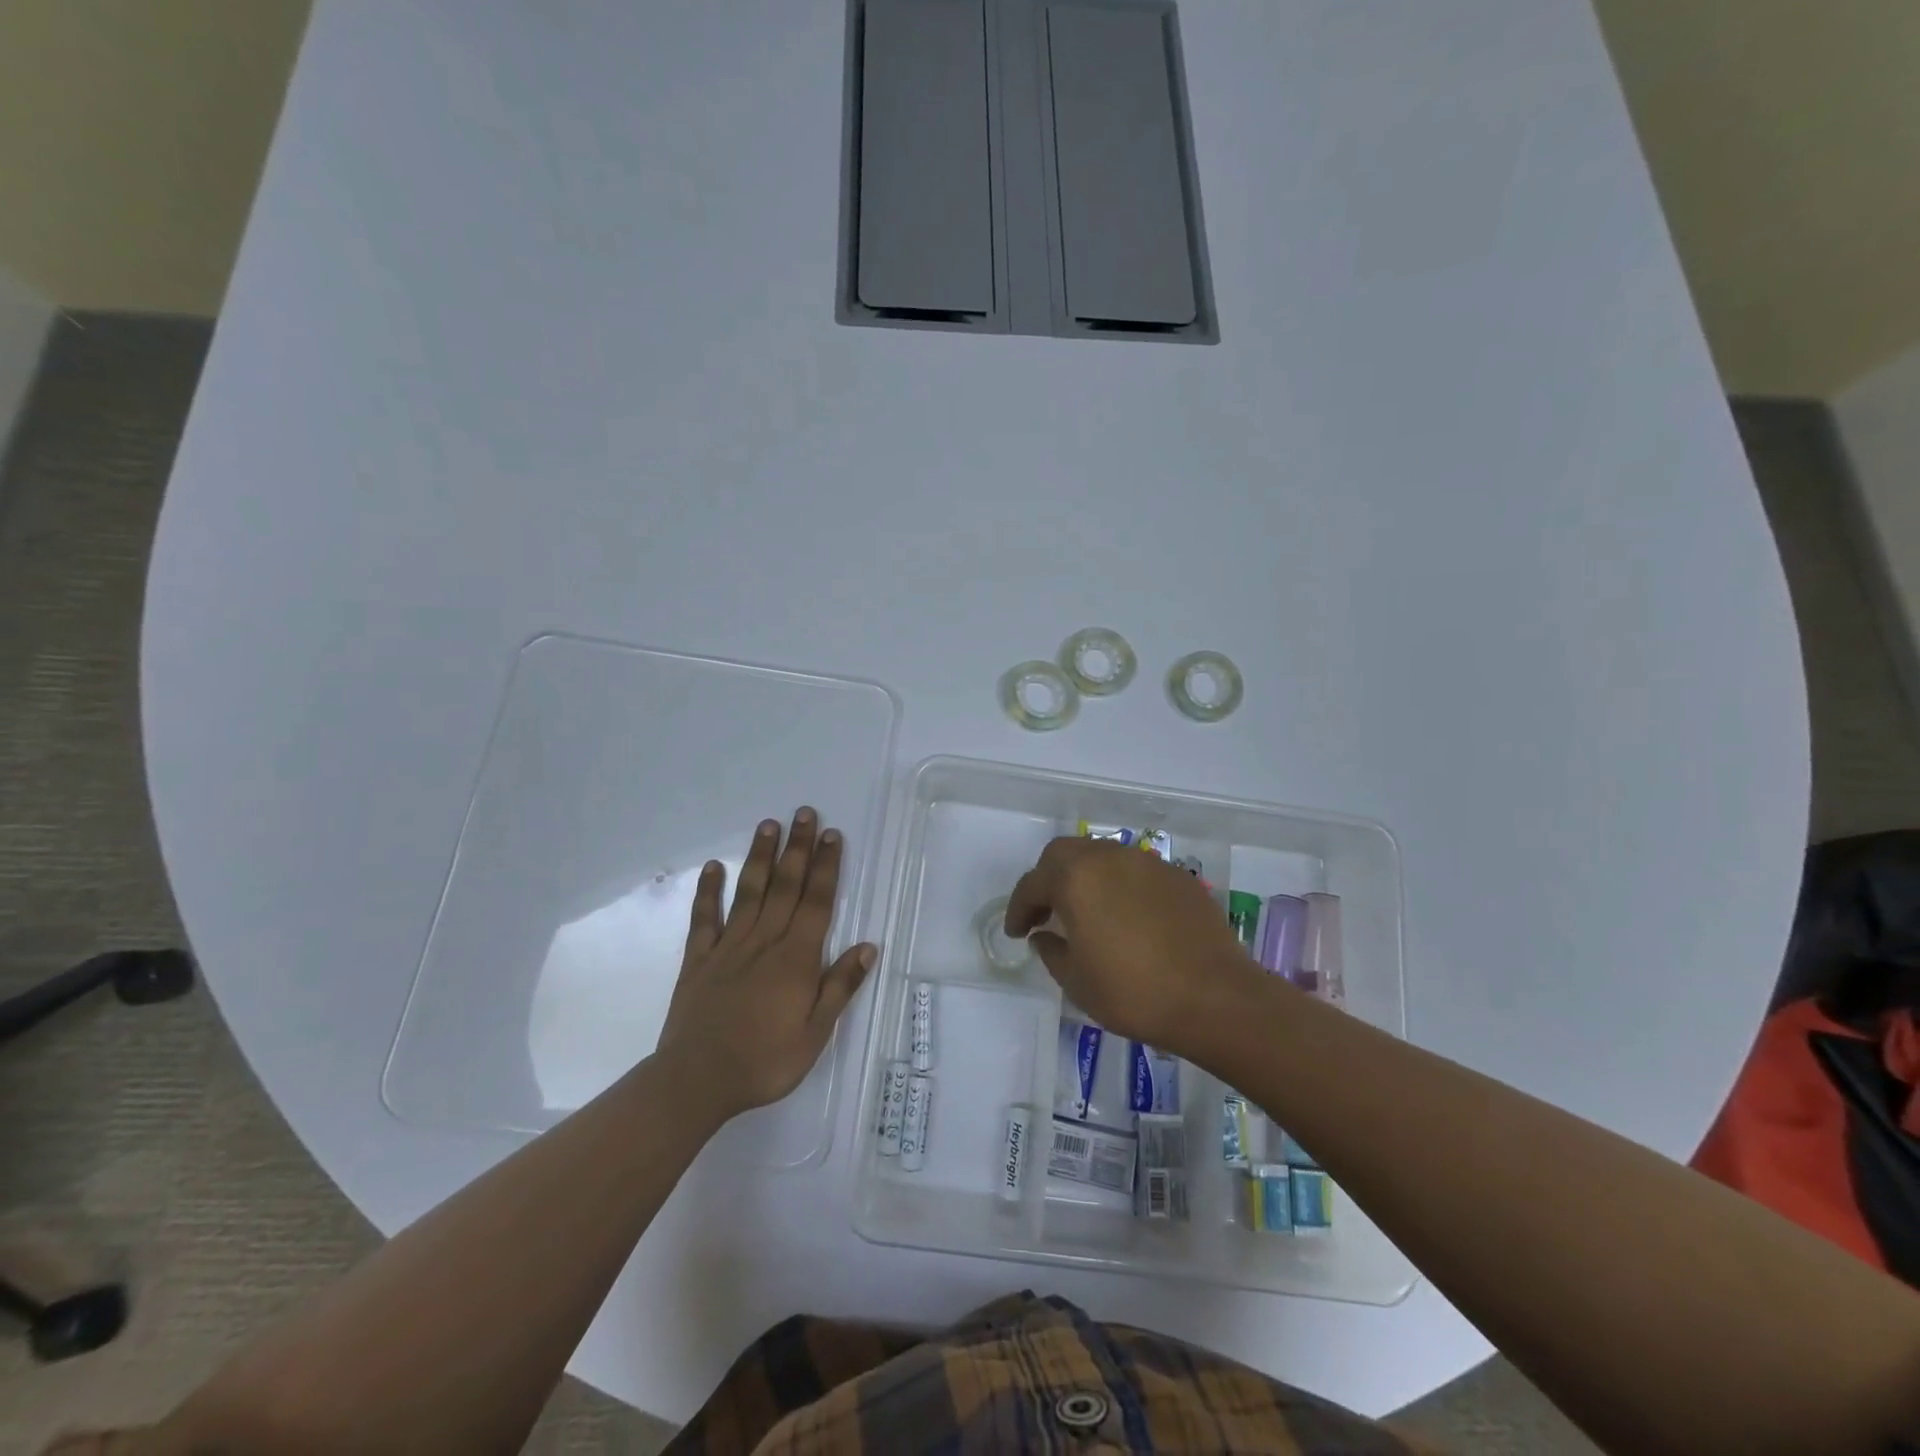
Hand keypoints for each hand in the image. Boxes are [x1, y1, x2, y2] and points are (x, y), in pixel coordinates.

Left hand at [657, 807, 876, 1120]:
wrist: (696, 1081)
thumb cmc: (764, 1062)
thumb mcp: (815, 1034)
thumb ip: (839, 987)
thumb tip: (868, 947)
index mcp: (796, 958)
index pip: (816, 902)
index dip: (826, 867)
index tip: (833, 836)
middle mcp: (764, 941)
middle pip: (785, 886)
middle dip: (798, 848)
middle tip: (805, 813)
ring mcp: (728, 947)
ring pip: (749, 892)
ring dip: (761, 857)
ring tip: (768, 825)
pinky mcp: (699, 959)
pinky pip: (704, 918)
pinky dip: (708, 891)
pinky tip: (713, 867)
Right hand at [1005, 837, 1259, 1052]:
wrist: (1215, 998)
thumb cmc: (1134, 993)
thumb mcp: (1077, 982)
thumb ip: (1052, 951)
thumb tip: (1044, 936)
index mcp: (1076, 878)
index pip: (1033, 883)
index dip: (1019, 908)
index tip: (1016, 932)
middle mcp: (1109, 858)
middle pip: (1065, 854)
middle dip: (1048, 879)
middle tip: (1046, 912)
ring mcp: (1147, 863)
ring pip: (1102, 856)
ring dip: (1085, 878)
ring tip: (1086, 912)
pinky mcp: (1178, 877)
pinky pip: (1135, 872)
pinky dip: (1119, 886)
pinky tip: (1127, 918)